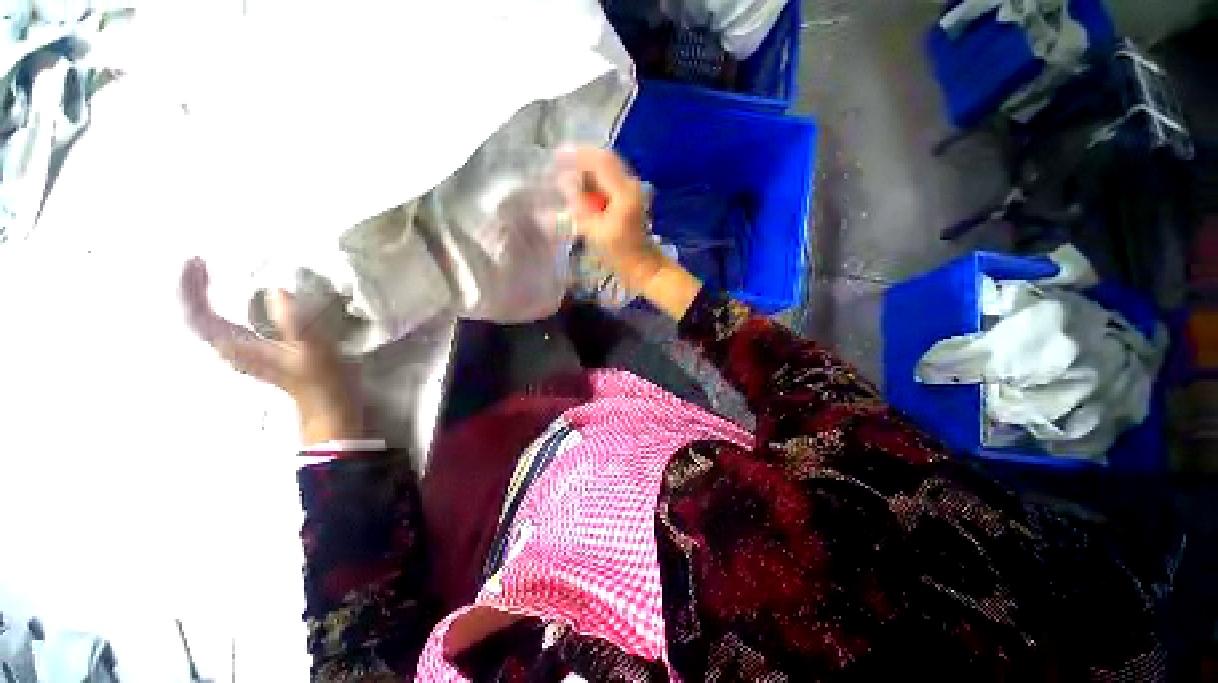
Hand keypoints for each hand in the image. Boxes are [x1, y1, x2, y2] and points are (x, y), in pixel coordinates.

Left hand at [180, 257, 363, 444]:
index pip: (196, 314)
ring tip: (210, 273)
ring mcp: (240, 349)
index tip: (197, 260)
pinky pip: (221, 323)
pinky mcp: (253, 348)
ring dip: (203, 295)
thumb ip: (296, 322)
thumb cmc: (321, 377)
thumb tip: (278, 290)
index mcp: (235, 347)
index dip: (190, 287)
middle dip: (193, 287)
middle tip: (201, 262)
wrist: (327, 401)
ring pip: (205, 319)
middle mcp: (229, 347)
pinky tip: (234, 296)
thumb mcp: (314, 350)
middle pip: (194, 315)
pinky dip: (219, 305)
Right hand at [563, 148, 702, 319]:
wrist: (644, 267)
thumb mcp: (596, 232)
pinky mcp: (627, 200)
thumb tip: (566, 184)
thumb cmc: (621, 254)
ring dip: (586, 172)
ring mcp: (630, 192)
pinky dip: (592, 183)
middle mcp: (630, 185)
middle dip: (580, 161)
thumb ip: (580, 205)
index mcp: (624, 191)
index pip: (600, 161)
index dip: (578, 155)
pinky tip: (580, 191)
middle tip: (558, 165)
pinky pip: (607, 183)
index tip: (557, 157)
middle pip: (604, 162)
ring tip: (565, 177)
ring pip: (605, 172)